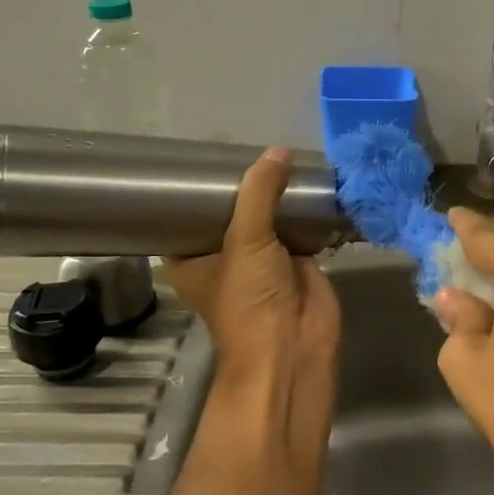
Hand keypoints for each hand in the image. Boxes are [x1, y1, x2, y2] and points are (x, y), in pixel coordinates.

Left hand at [165, 148, 339, 468]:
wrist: (294, 347)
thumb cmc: (250, 299)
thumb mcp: (246, 239)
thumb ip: (260, 192)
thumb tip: (278, 151)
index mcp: (192, 258)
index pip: (185, 216)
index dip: (192, 190)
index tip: (200, 157)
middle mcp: (223, 257)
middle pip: (230, 212)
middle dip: (242, 186)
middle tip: (248, 147)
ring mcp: (262, 260)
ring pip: (266, 218)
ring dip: (274, 196)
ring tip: (280, 157)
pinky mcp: (296, 262)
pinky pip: (297, 227)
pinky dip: (303, 210)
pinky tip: (308, 181)